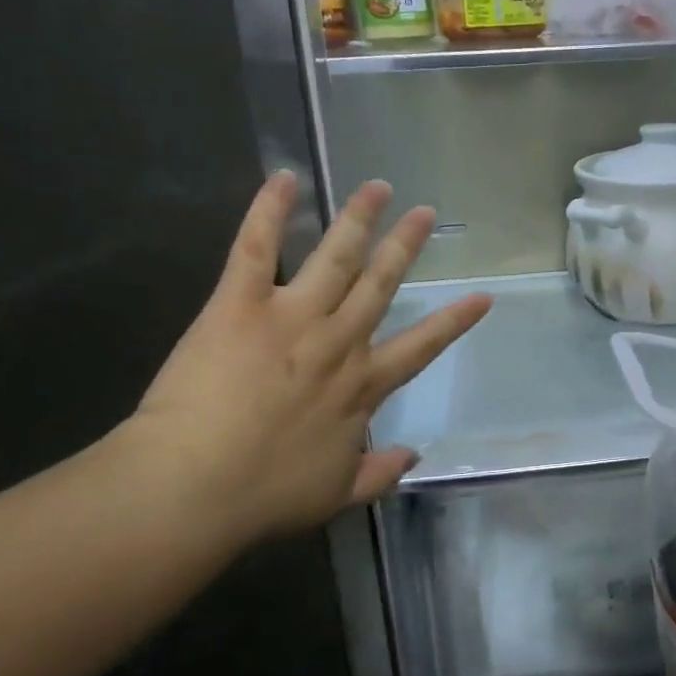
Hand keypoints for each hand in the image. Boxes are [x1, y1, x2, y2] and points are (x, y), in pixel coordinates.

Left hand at [125, 172, 490, 546]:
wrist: (193, 488)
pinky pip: (257, 248)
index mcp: (362, 385)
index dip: (454, 320)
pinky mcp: (240, 305)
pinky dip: (269, 211)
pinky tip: (284, 178)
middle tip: (425, 212)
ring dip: (359, 219)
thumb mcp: (335, 495)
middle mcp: (338, 341)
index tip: (483, 296)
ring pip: (336, 256)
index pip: (421, 346)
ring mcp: (292, 317)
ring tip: (377, 187)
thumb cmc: (264, 496)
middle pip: (381, 283)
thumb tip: (415, 457)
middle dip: (406, 245)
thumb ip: (379, 474)